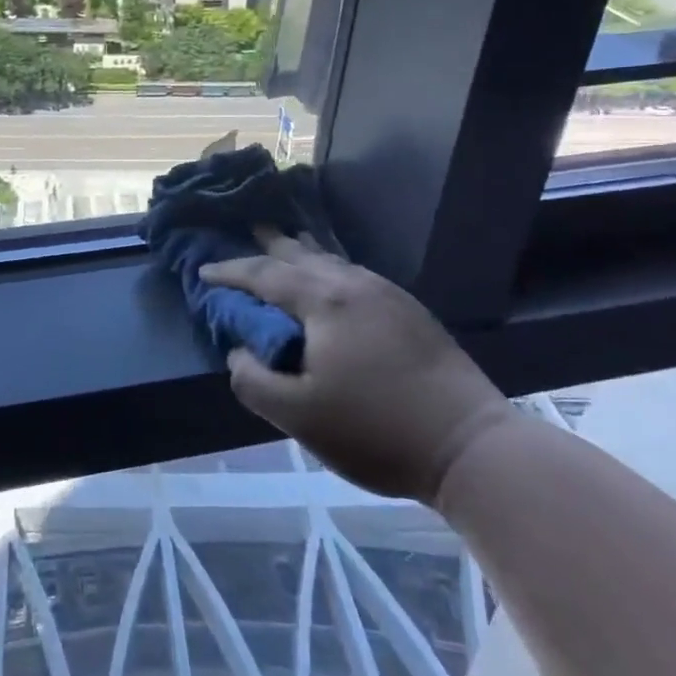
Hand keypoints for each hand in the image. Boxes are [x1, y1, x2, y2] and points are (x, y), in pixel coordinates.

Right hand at [201, 235, 513, 503]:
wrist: (471, 447)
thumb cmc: (375, 430)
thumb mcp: (298, 416)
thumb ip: (254, 380)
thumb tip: (239, 352)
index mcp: (325, 301)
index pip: (264, 275)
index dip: (231, 271)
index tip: (204, 270)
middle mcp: (356, 285)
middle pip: (302, 255)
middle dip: (271, 244)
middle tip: (250, 228)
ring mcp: (389, 296)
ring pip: (334, 263)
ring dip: (303, 254)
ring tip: (287, 246)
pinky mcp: (412, 314)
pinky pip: (356, 276)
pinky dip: (331, 270)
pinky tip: (334, 282)